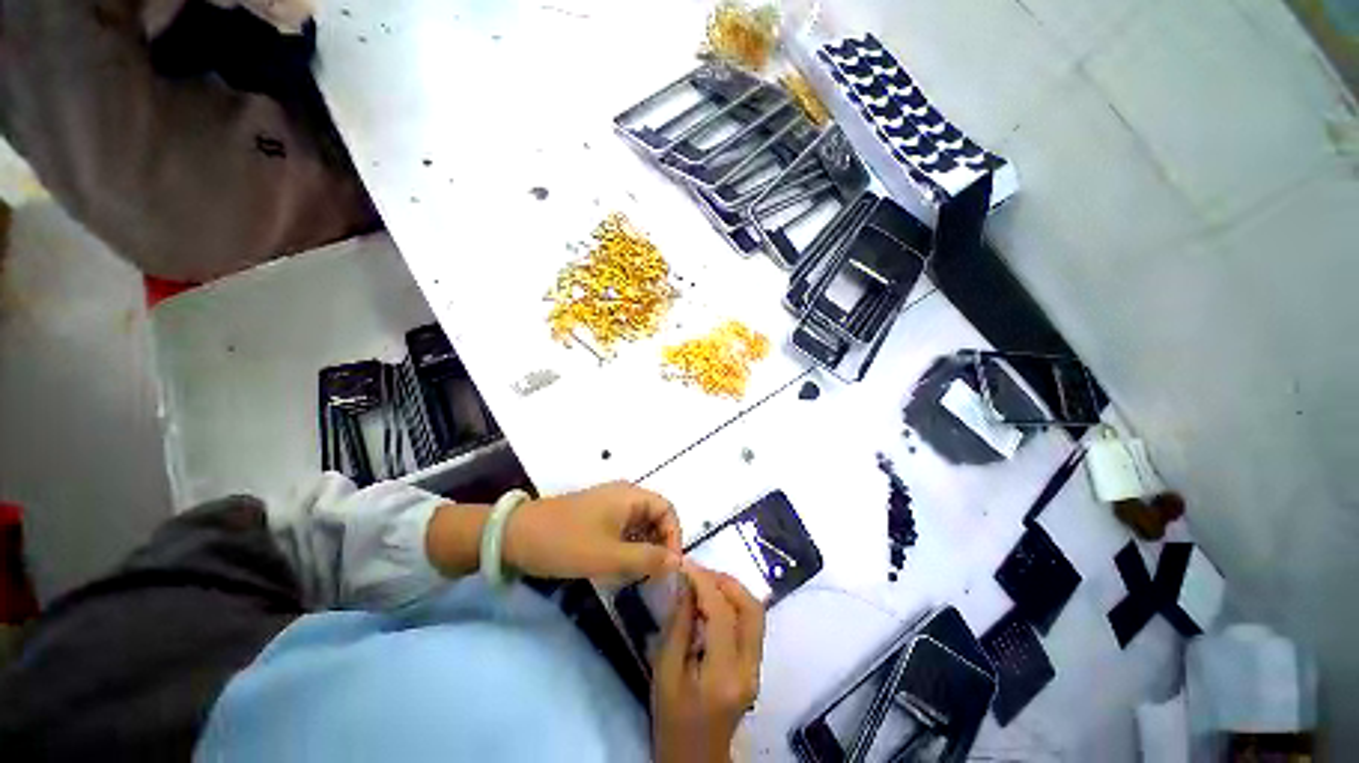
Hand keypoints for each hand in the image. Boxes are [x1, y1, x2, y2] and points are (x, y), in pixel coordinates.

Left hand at [503, 481, 681, 580]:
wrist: (513, 536)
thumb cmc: (565, 542)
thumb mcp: (609, 556)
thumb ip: (646, 559)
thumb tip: (677, 563)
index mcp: (630, 496)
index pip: (667, 510)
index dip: (674, 536)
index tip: (669, 567)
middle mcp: (623, 496)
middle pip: (654, 517)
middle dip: (658, 545)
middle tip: (653, 576)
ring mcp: (608, 505)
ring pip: (638, 526)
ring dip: (642, 549)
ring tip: (636, 576)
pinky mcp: (595, 517)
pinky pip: (622, 530)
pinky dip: (626, 549)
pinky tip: (618, 569)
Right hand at [652, 564, 765, 762]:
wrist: (696, 758)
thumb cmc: (673, 720)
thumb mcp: (665, 672)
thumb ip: (678, 625)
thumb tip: (685, 585)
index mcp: (723, 674)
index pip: (722, 613)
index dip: (704, 582)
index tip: (686, 564)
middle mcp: (749, 668)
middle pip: (751, 608)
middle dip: (726, 581)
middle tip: (698, 571)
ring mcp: (757, 667)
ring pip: (755, 612)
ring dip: (732, 590)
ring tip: (704, 581)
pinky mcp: (755, 666)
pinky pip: (750, 623)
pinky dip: (733, 603)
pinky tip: (712, 601)